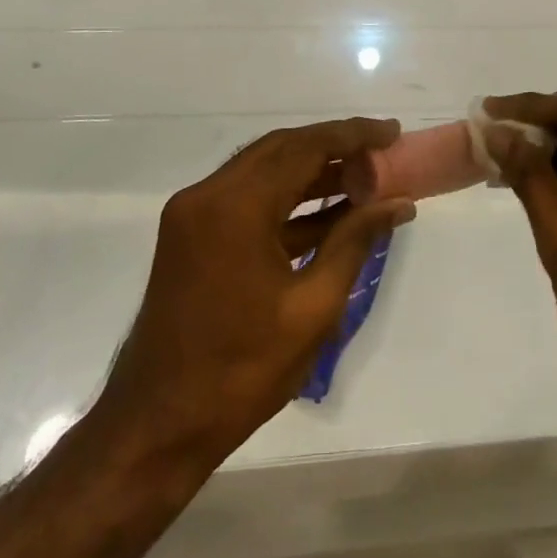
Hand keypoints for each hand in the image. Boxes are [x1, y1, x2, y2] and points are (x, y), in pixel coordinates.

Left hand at [97, 118, 415, 467]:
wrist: (158, 425)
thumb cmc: (241, 371)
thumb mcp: (313, 308)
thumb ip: (355, 242)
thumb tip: (399, 204)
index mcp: (235, 206)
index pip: (303, 148)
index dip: (352, 135)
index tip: (392, 132)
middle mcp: (208, 195)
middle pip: (281, 149)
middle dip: (334, 146)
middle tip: (382, 151)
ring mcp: (194, 214)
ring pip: (263, 172)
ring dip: (311, 172)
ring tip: (365, 180)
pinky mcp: (191, 235)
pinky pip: (247, 201)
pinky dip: (287, 202)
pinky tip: (329, 213)